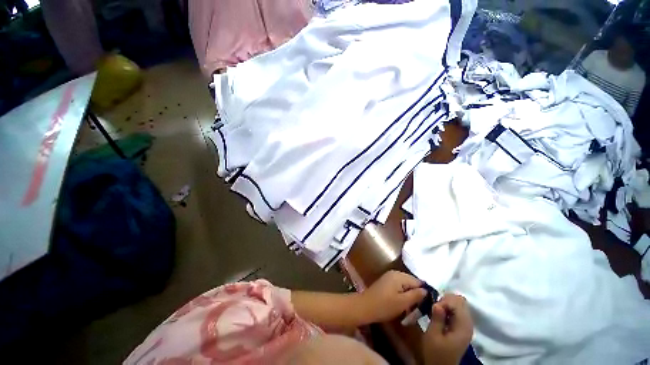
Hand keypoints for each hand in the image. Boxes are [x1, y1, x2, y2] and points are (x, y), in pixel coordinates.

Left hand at [356, 270, 426, 323]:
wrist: (365, 307)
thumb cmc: (384, 305)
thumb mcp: (402, 302)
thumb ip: (416, 295)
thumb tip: (426, 290)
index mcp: (399, 276)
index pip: (418, 282)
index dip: (424, 293)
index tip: (427, 306)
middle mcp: (395, 273)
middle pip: (411, 283)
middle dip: (416, 295)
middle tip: (418, 309)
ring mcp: (389, 277)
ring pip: (405, 286)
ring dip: (409, 296)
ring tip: (410, 309)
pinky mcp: (386, 283)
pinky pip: (399, 287)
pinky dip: (402, 295)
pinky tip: (402, 305)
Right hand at [422, 294, 473, 364]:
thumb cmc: (436, 353)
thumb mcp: (433, 336)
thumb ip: (437, 318)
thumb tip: (437, 303)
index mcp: (463, 326)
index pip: (457, 302)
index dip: (444, 301)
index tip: (433, 308)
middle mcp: (468, 324)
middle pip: (460, 301)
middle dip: (445, 300)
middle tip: (434, 308)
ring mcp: (466, 325)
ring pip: (459, 304)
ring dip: (446, 303)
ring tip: (436, 311)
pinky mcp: (461, 327)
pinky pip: (457, 310)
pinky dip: (448, 308)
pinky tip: (440, 314)